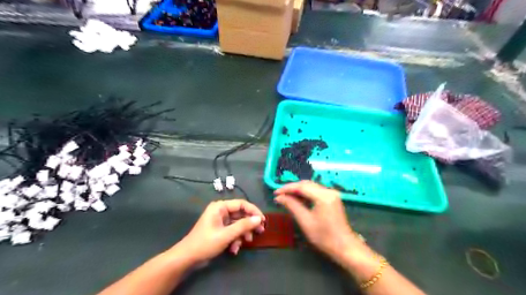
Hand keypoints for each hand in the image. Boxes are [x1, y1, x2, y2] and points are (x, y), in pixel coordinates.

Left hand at [173, 200, 264, 263]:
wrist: (187, 258)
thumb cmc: (205, 243)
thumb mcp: (226, 235)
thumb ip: (243, 226)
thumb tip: (259, 219)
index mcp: (220, 207)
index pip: (241, 204)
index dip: (253, 211)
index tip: (263, 220)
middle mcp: (221, 211)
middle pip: (241, 214)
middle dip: (249, 224)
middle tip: (260, 232)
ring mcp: (221, 221)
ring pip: (238, 224)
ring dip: (243, 234)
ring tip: (246, 242)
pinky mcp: (221, 230)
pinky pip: (233, 231)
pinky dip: (236, 239)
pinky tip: (234, 249)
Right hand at [276, 181, 366, 263]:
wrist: (344, 247)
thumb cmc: (324, 236)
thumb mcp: (305, 221)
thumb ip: (292, 206)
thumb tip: (279, 197)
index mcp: (323, 196)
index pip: (301, 187)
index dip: (287, 188)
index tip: (275, 193)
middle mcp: (329, 191)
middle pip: (306, 184)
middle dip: (292, 188)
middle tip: (279, 194)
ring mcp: (332, 194)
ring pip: (311, 187)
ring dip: (298, 190)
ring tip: (286, 196)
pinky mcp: (332, 198)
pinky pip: (316, 191)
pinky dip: (305, 193)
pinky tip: (298, 199)